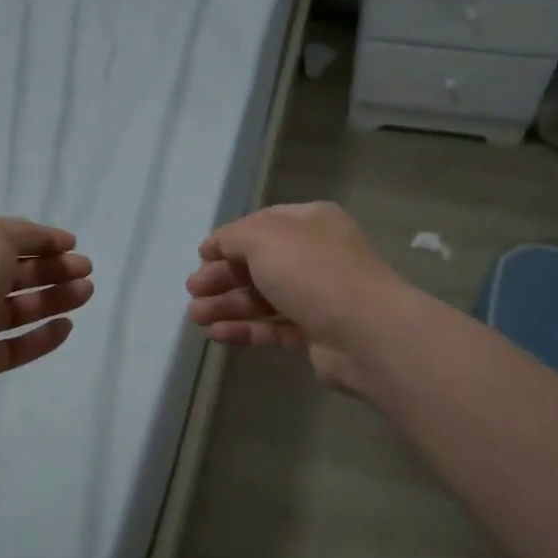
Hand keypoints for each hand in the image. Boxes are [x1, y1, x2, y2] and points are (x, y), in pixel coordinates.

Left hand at [0, 217, 94, 410]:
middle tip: (85, 270)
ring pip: (18, 310)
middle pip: (15, 275)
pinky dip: (41, 337)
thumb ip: (26, 235)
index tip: (73, 245)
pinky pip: (15, 347)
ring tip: (86, 293)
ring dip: (53, 299)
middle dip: (53, 270)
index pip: (5, 241)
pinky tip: (67, 327)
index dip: (40, 241)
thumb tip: (52, 240)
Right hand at [185, 202, 409, 393]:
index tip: (200, 257)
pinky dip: (245, 330)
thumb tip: (216, 246)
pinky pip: (273, 328)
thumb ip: (233, 238)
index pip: (261, 226)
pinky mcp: (316, 334)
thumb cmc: (311, 271)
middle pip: (258, 264)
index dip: (228, 240)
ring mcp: (318, 296)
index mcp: (309, 223)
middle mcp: (315, 256)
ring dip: (227, 306)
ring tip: (196, 318)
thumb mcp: (263, 238)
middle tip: (192, 291)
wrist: (365, 331)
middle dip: (222, 277)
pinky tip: (217, 334)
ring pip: (263, 298)